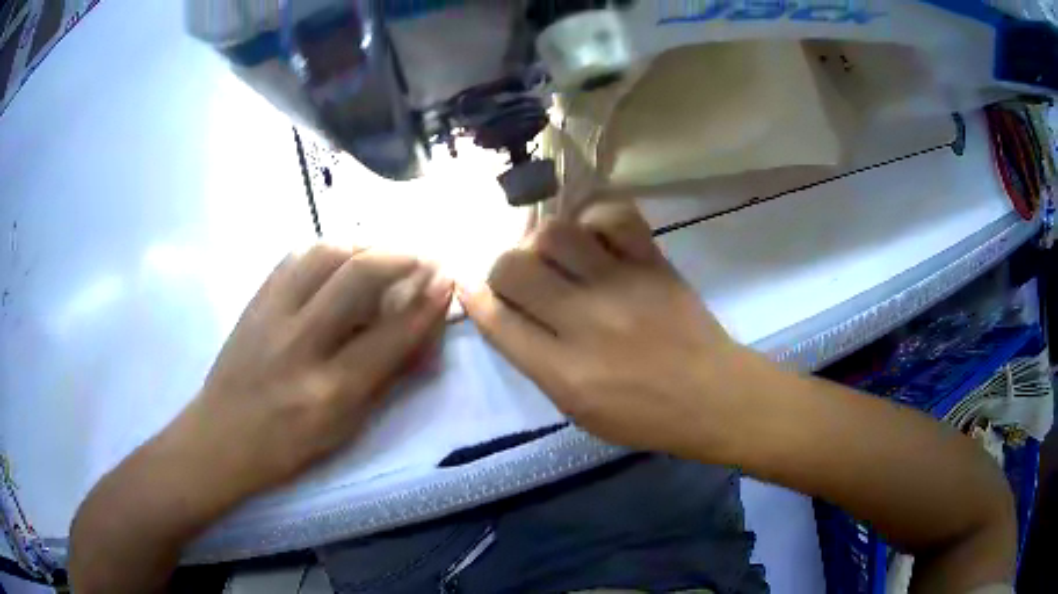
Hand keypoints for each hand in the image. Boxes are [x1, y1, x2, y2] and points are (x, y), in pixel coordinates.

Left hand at [173, 245, 452, 499]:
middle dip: (402, 256)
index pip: (391, 334)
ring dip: (365, 244)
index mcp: (329, 390)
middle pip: (360, 276)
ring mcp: (272, 315)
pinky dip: (329, 248)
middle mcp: (301, 344)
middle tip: (422, 257)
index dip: (427, 303)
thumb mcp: (345, 428)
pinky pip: (296, 256)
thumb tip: (421, 339)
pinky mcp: (255, 300)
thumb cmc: (287, 447)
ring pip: (326, 252)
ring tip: (383, 252)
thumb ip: (386, 379)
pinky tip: (341, 256)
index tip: (447, 279)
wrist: (220, 437)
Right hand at [459, 202, 751, 458]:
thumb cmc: (644, 416)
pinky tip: (595, 237)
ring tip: (557, 256)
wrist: (712, 396)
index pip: (498, 322)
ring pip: (556, 234)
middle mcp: (585, 322)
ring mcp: (621, 285)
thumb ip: (537, 363)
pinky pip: (614, 216)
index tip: (471, 285)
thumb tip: (505, 315)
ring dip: (544, 242)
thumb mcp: (578, 410)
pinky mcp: (652, 263)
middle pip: (514, 269)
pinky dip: (595, 219)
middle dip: (502, 269)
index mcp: (563, 372)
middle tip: (520, 278)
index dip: (476, 298)